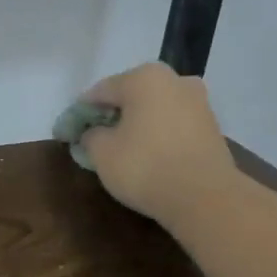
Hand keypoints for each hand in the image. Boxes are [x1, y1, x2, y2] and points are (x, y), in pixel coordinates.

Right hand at [77, 62, 238, 225]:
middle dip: (109, 116)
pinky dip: (155, 135)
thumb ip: (90, 136)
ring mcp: (197, 102)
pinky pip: (171, 125)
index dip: (78, 114)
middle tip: (91, 139)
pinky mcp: (211, 127)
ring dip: (134, 125)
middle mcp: (174, 80)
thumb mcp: (101, 152)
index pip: (99, 92)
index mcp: (144, 77)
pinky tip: (144, 155)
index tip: (64, 134)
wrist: (206, 198)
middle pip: (129, 96)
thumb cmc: (145, 166)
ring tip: (117, 149)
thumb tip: (93, 134)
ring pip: (152, 110)